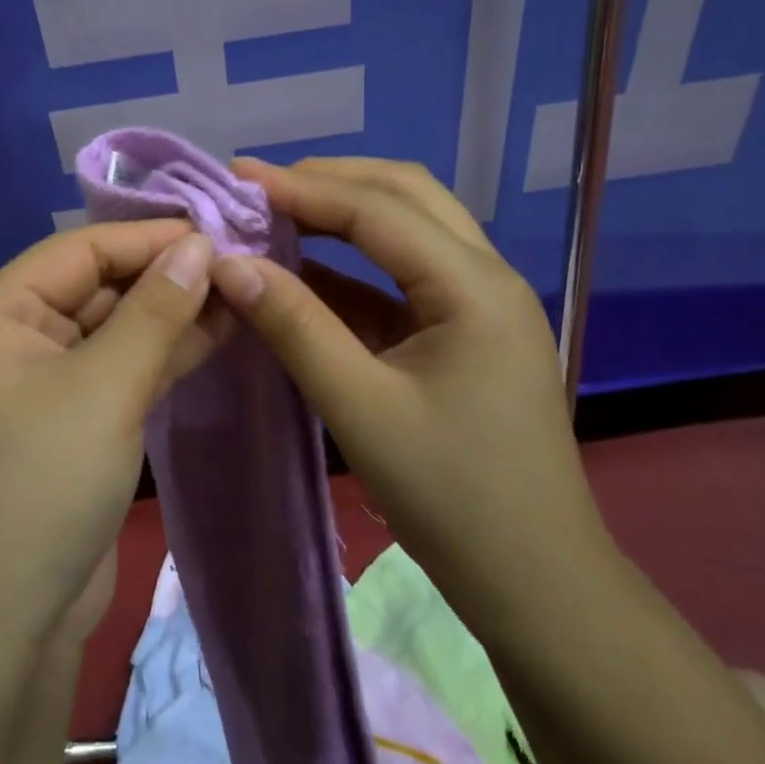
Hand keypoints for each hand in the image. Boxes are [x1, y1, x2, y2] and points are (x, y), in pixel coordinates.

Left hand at [0, 220, 223, 660]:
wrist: (3, 634)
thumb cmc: (42, 487)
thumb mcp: (105, 388)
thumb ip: (155, 311)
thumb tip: (199, 245)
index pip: (80, 250)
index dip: (148, 236)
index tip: (217, 229)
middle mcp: (14, 339)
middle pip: (98, 286)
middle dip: (165, 276)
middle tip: (239, 263)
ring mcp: (43, 384)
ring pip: (115, 330)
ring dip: (172, 315)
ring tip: (242, 293)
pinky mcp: (72, 424)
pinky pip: (120, 371)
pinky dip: (163, 356)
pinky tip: (217, 335)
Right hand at [207, 157, 612, 623]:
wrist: (537, 586)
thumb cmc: (452, 498)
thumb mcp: (360, 408)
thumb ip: (294, 326)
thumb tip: (228, 264)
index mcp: (474, 286)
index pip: (378, 209)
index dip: (303, 188)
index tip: (238, 177)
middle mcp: (485, 276)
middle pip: (405, 195)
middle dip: (331, 181)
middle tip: (260, 186)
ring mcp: (479, 303)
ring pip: (409, 228)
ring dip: (344, 213)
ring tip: (277, 211)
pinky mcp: (464, 332)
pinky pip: (403, 276)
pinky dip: (353, 265)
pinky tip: (305, 270)